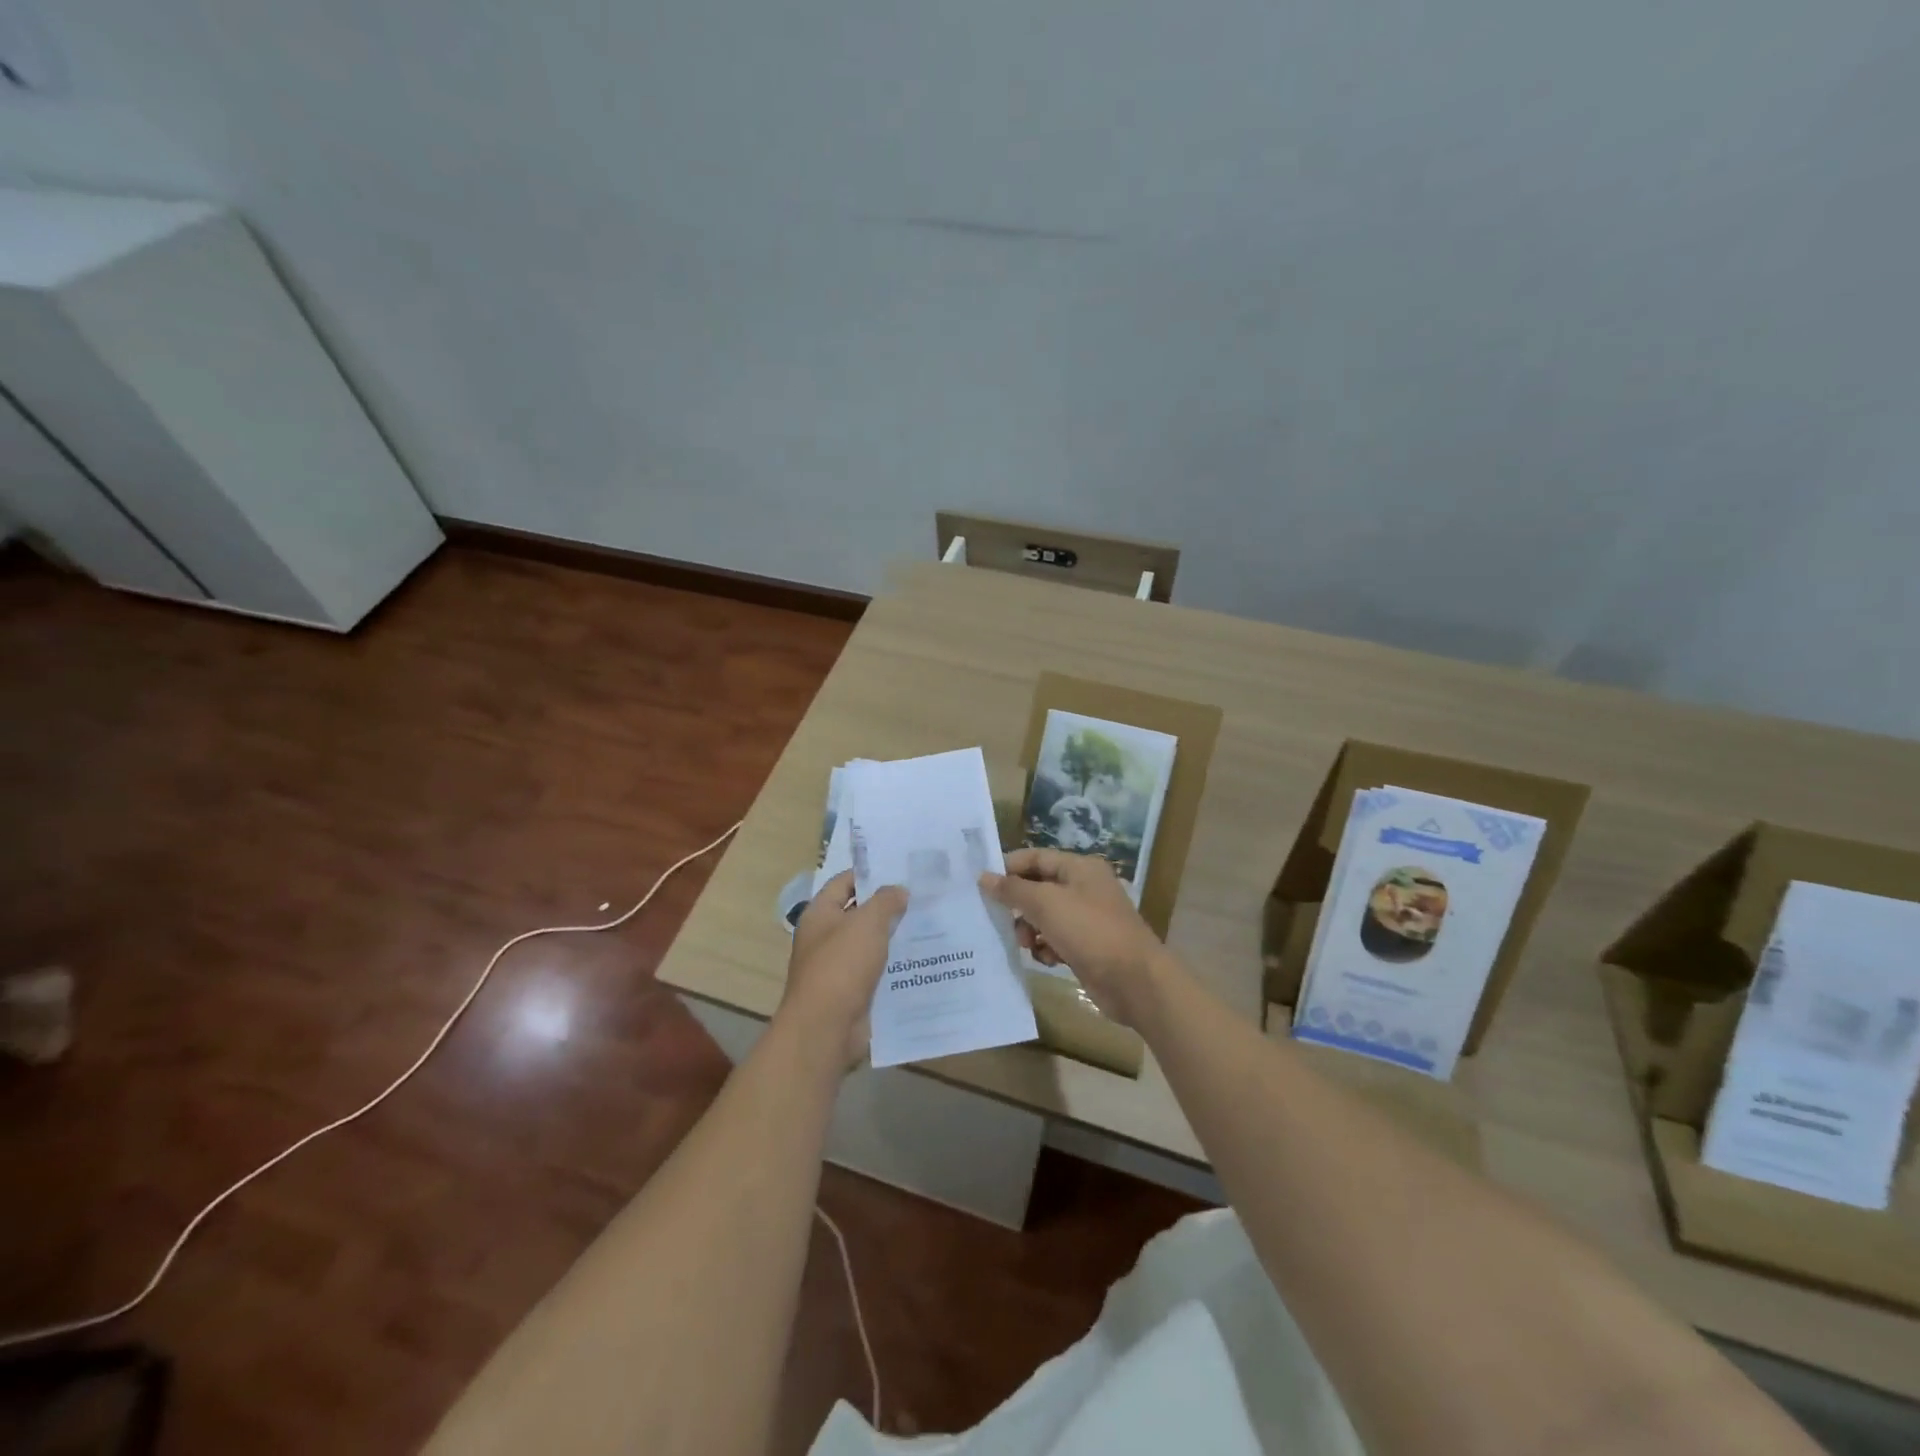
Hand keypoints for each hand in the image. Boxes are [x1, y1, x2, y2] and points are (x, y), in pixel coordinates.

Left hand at [778, 870, 906, 1066]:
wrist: (826, 1028)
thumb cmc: (842, 966)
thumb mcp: (867, 923)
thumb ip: (885, 901)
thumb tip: (899, 891)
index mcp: (820, 914)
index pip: (844, 882)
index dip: (871, 874)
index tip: (902, 871)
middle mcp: (826, 938)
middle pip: (859, 913)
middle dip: (889, 906)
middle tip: (924, 897)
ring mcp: (838, 967)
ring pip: (871, 944)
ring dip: (895, 937)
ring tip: (931, 925)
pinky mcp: (853, 992)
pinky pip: (877, 971)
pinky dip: (895, 966)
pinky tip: (922, 960)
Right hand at [979, 849, 1169, 1027]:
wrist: (1134, 981)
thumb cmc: (1090, 931)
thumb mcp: (1046, 904)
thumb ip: (1013, 889)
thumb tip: (983, 877)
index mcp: (1080, 868)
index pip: (1036, 858)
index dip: (1009, 868)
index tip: (982, 884)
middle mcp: (1084, 888)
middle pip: (1039, 887)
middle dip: (1018, 904)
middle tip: (998, 918)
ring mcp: (1087, 918)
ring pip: (1045, 916)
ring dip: (1030, 929)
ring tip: (1027, 943)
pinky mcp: (1087, 946)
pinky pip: (1056, 939)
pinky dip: (1047, 947)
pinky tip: (1047, 959)